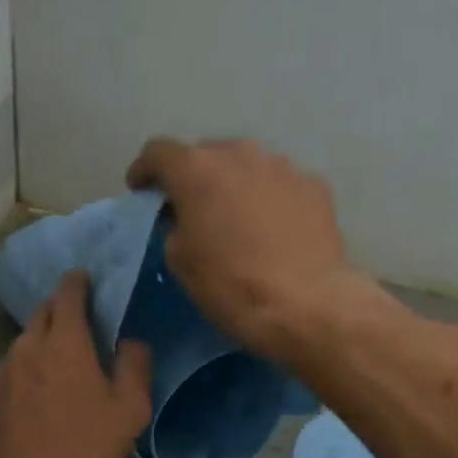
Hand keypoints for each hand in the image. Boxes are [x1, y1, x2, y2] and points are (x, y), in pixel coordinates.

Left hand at [0, 271, 152, 457]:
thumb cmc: (83, 448)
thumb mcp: (129, 410)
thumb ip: (135, 366)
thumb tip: (132, 341)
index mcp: (65, 343)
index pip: (68, 294)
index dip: (77, 282)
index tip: (85, 278)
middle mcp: (27, 347)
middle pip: (42, 312)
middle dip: (60, 308)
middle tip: (79, 319)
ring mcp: (1, 370)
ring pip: (24, 341)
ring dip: (42, 340)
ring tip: (58, 359)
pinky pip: (10, 367)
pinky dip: (25, 367)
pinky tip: (35, 391)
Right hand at [126, 137, 357, 360]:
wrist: (305, 305)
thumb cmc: (231, 285)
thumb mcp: (180, 261)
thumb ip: (174, 226)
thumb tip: (185, 217)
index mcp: (197, 170)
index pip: (158, 152)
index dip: (144, 170)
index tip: (141, 191)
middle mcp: (240, 154)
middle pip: (206, 154)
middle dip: (194, 177)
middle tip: (192, 209)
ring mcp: (283, 166)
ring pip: (247, 166)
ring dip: (235, 186)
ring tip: (237, 219)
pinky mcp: (315, 186)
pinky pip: (280, 185)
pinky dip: (270, 200)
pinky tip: (274, 230)